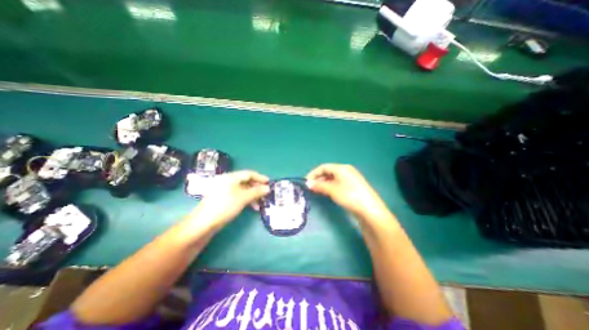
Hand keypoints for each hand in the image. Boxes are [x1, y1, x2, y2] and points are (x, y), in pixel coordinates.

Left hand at [187, 171, 269, 230]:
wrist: (204, 223)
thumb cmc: (225, 206)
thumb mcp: (243, 198)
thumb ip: (256, 192)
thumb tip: (268, 188)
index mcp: (231, 177)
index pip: (249, 173)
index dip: (260, 177)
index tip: (269, 182)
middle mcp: (227, 181)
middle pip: (246, 181)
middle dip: (257, 188)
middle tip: (265, 194)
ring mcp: (224, 190)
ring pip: (242, 189)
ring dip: (252, 195)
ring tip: (259, 204)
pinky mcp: (223, 198)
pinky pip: (238, 195)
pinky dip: (246, 199)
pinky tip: (251, 207)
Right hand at [306, 164, 389, 217]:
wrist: (369, 210)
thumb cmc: (349, 196)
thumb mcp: (332, 190)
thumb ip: (319, 185)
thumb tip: (308, 183)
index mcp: (342, 168)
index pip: (324, 167)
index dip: (314, 173)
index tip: (306, 182)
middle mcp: (346, 171)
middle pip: (328, 172)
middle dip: (318, 178)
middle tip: (311, 188)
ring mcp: (350, 179)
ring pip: (333, 178)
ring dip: (324, 183)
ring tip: (317, 191)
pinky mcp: (353, 186)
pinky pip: (338, 183)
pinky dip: (330, 186)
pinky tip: (327, 193)